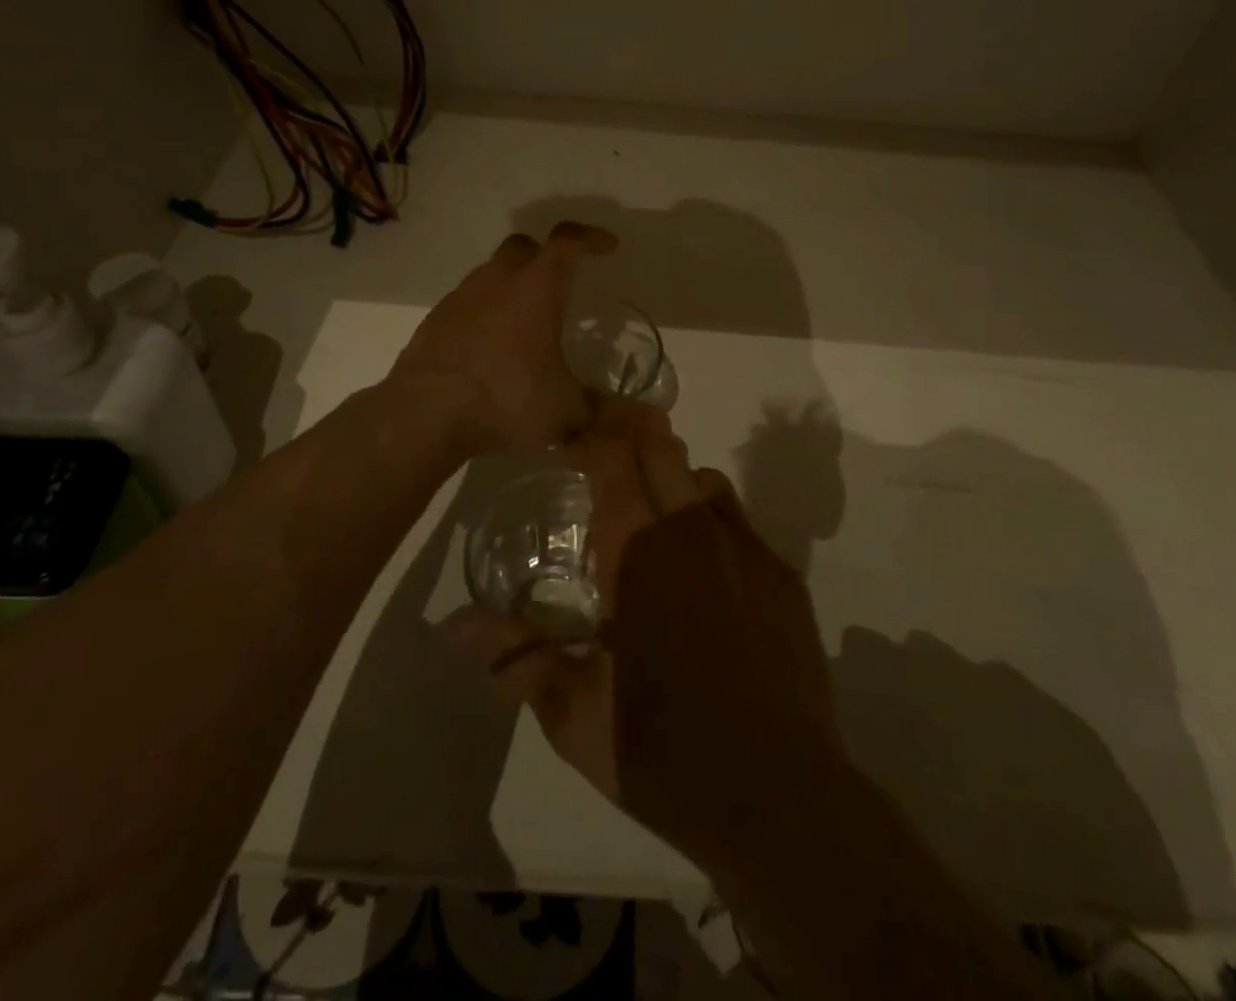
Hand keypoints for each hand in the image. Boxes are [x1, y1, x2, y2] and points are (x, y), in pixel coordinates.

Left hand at [389, 221, 617, 450]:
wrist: (424, 414)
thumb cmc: (506, 399)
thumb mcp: (566, 411)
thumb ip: (609, 413)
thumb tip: (654, 426)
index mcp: (535, 288)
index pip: (568, 242)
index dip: (591, 238)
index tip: (607, 246)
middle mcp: (497, 281)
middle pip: (524, 247)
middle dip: (546, 256)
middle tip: (562, 282)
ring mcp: (460, 297)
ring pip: (492, 273)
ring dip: (513, 284)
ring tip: (527, 321)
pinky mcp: (435, 320)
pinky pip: (468, 302)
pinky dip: (485, 311)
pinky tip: (491, 346)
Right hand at [448, 402, 843, 871]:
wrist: (781, 799)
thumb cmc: (663, 753)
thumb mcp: (576, 715)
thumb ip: (517, 656)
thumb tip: (452, 625)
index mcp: (637, 554)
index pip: (612, 460)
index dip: (591, 437)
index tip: (572, 439)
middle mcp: (692, 533)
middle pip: (662, 448)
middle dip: (632, 436)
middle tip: (608, 452)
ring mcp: (746, 550)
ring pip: (703, 480)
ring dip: (674, 480)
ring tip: (654, 513)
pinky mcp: (783, 576)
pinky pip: (739, 522)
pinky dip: (712, 521)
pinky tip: (706, 570)